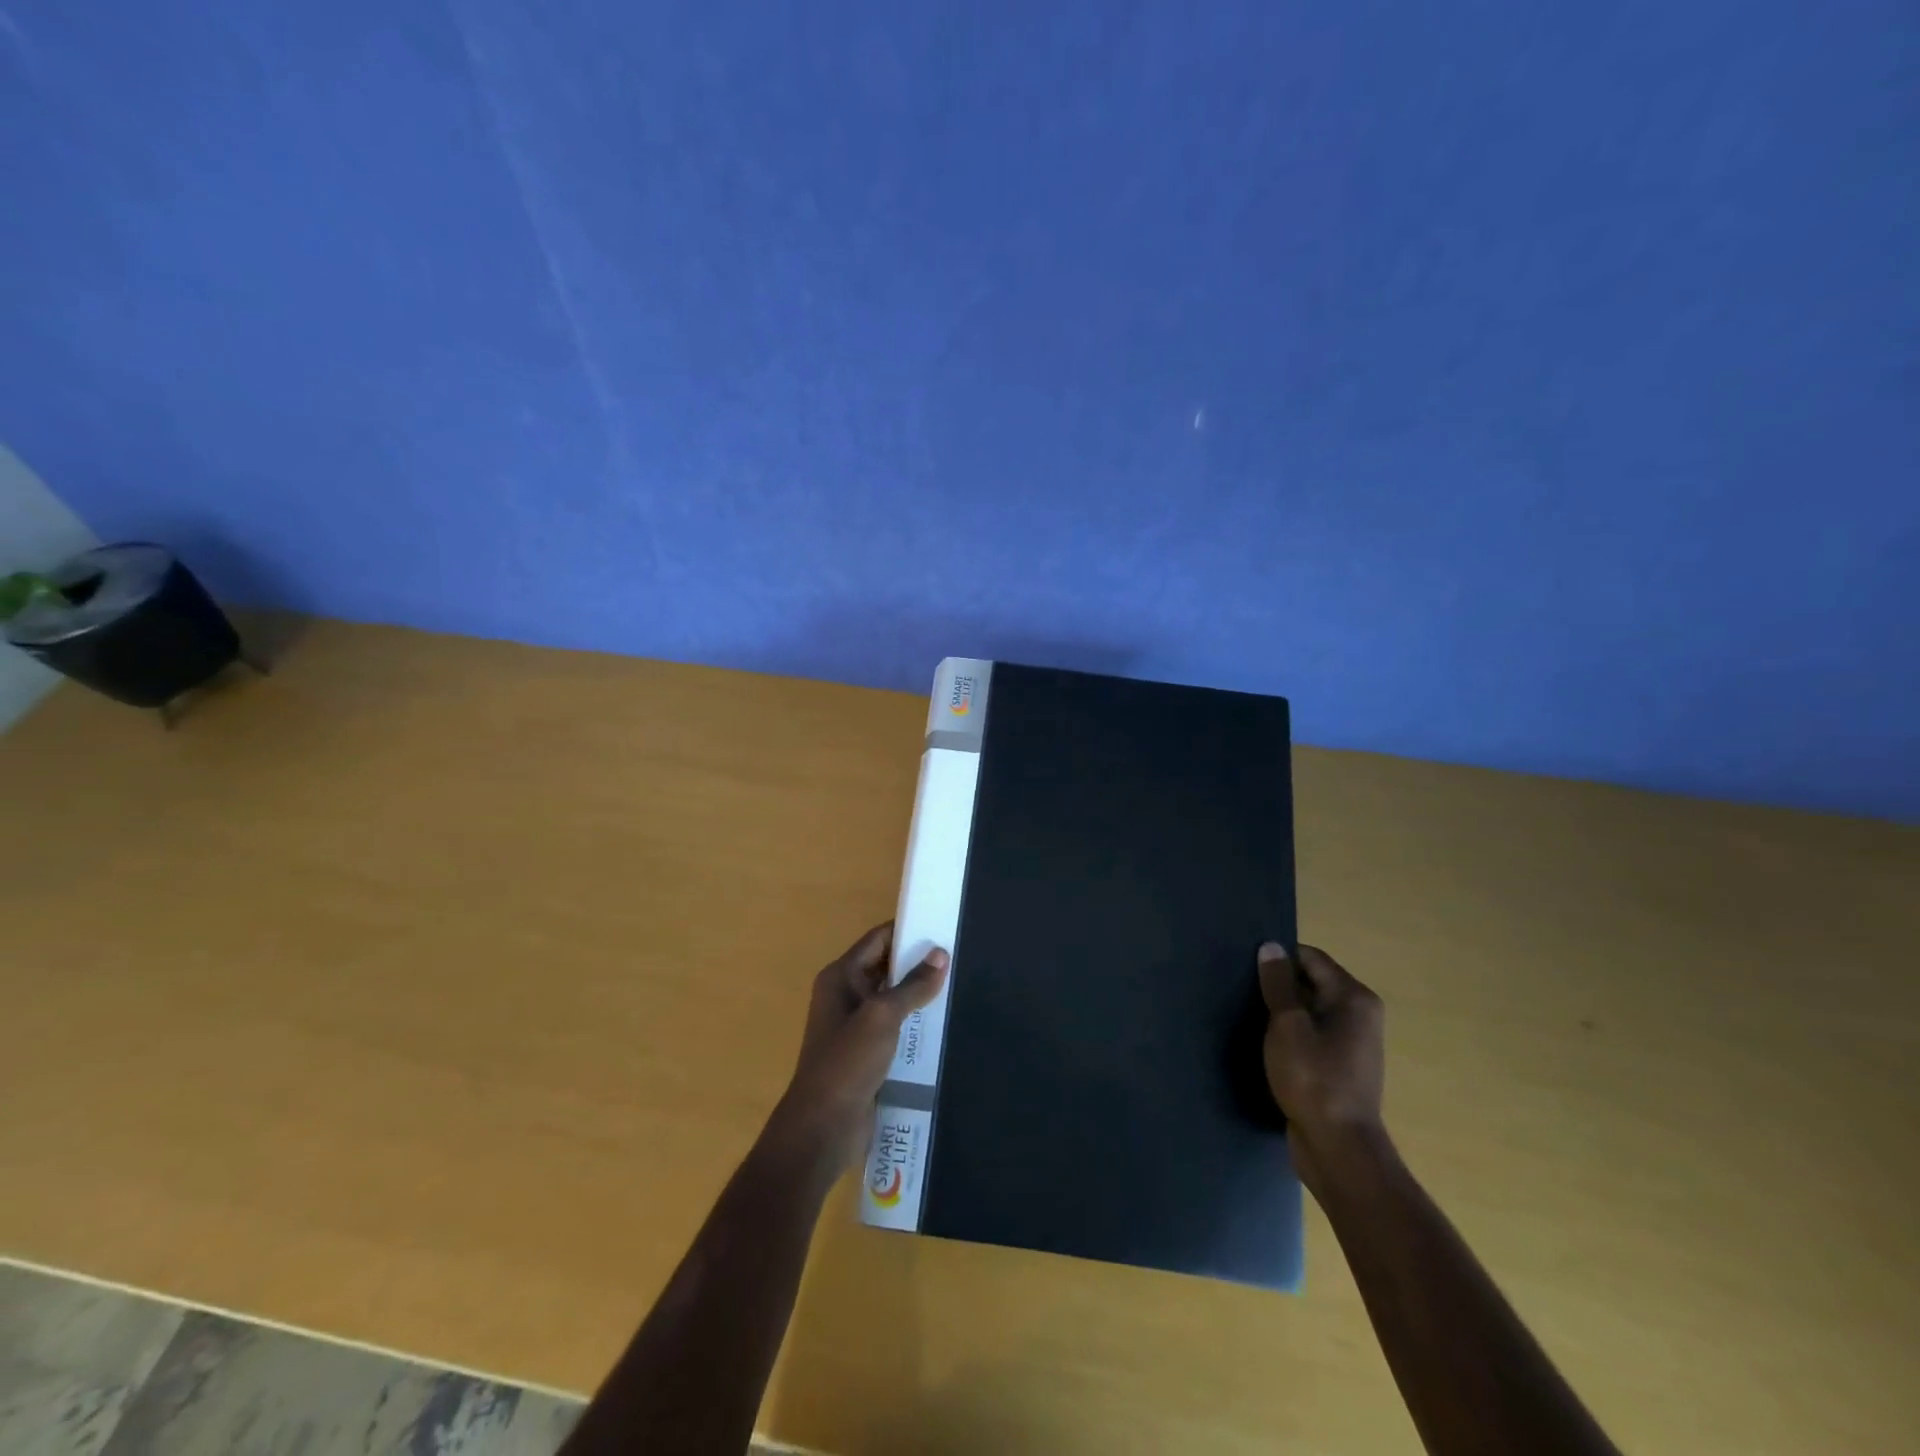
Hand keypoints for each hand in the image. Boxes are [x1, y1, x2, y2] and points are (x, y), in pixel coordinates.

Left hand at [774, 922, 948, 1172]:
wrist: (823, 1127)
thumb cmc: (847, 1062)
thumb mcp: (882, 1017)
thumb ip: (913, 985)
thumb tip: (941, 954)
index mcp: (840, 977)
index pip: (877, 940)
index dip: (907, 930)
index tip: (942, 925)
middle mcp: (845, 994)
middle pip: (886, 967)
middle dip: (918, 962)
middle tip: (958, 955)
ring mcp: (855, 1025)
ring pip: (893, 998)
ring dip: (919, 994)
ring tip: (959, 985)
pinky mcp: (866, 1052)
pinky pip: (895, 1026)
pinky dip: (915, 1021)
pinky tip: (943, 1023)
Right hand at [1257, 942, 1387, 1196]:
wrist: (1338, 1149)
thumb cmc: (1314, 1079)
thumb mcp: (1287, 1025)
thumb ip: (1277, 984)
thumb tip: (1270, 946)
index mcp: (1354, 998)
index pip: (1311, 957)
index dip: (1279, 956)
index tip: (1245, 962)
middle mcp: (1359, 1015)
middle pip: (1311, 981)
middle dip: (1278, 983)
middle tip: (1239, 985)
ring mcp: (1351, 1043)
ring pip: (1308, 1009)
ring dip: (1281, 1010)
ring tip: (1246, 1011)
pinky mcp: (1339, 1066)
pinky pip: (1310, 1034)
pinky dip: (1289, 1033)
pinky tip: (1262, 1040)